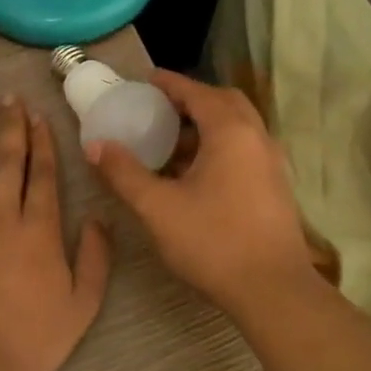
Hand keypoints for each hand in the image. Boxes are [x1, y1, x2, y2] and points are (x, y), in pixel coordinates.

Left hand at [0, 95, 111, 370]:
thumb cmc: (32, 338)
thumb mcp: (82, 305)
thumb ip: (95, 258)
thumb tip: (100, 218)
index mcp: (39, 230)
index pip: (42, 174)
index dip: (42, 142)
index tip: (38, 117)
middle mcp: (1, 216)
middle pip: (7, 161)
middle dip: (10, 127)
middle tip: (8, 98)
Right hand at [89, 71, 314, 315]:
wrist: (273, 290)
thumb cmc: (213, 242)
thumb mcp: (157, 207)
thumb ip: (124, 173)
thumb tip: (95, 145)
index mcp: (231, 132)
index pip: (197, 92)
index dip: (169, 83)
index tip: (144, 80)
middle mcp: (257, 137)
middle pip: (223, 102)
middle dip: (190, 100)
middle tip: (158, 110)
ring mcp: (271, 162)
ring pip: (237, 127)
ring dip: (205, 125)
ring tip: (169, 143)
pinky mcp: (275, 186)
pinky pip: (244, 149)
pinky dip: (218, 146)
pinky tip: (194, 174)